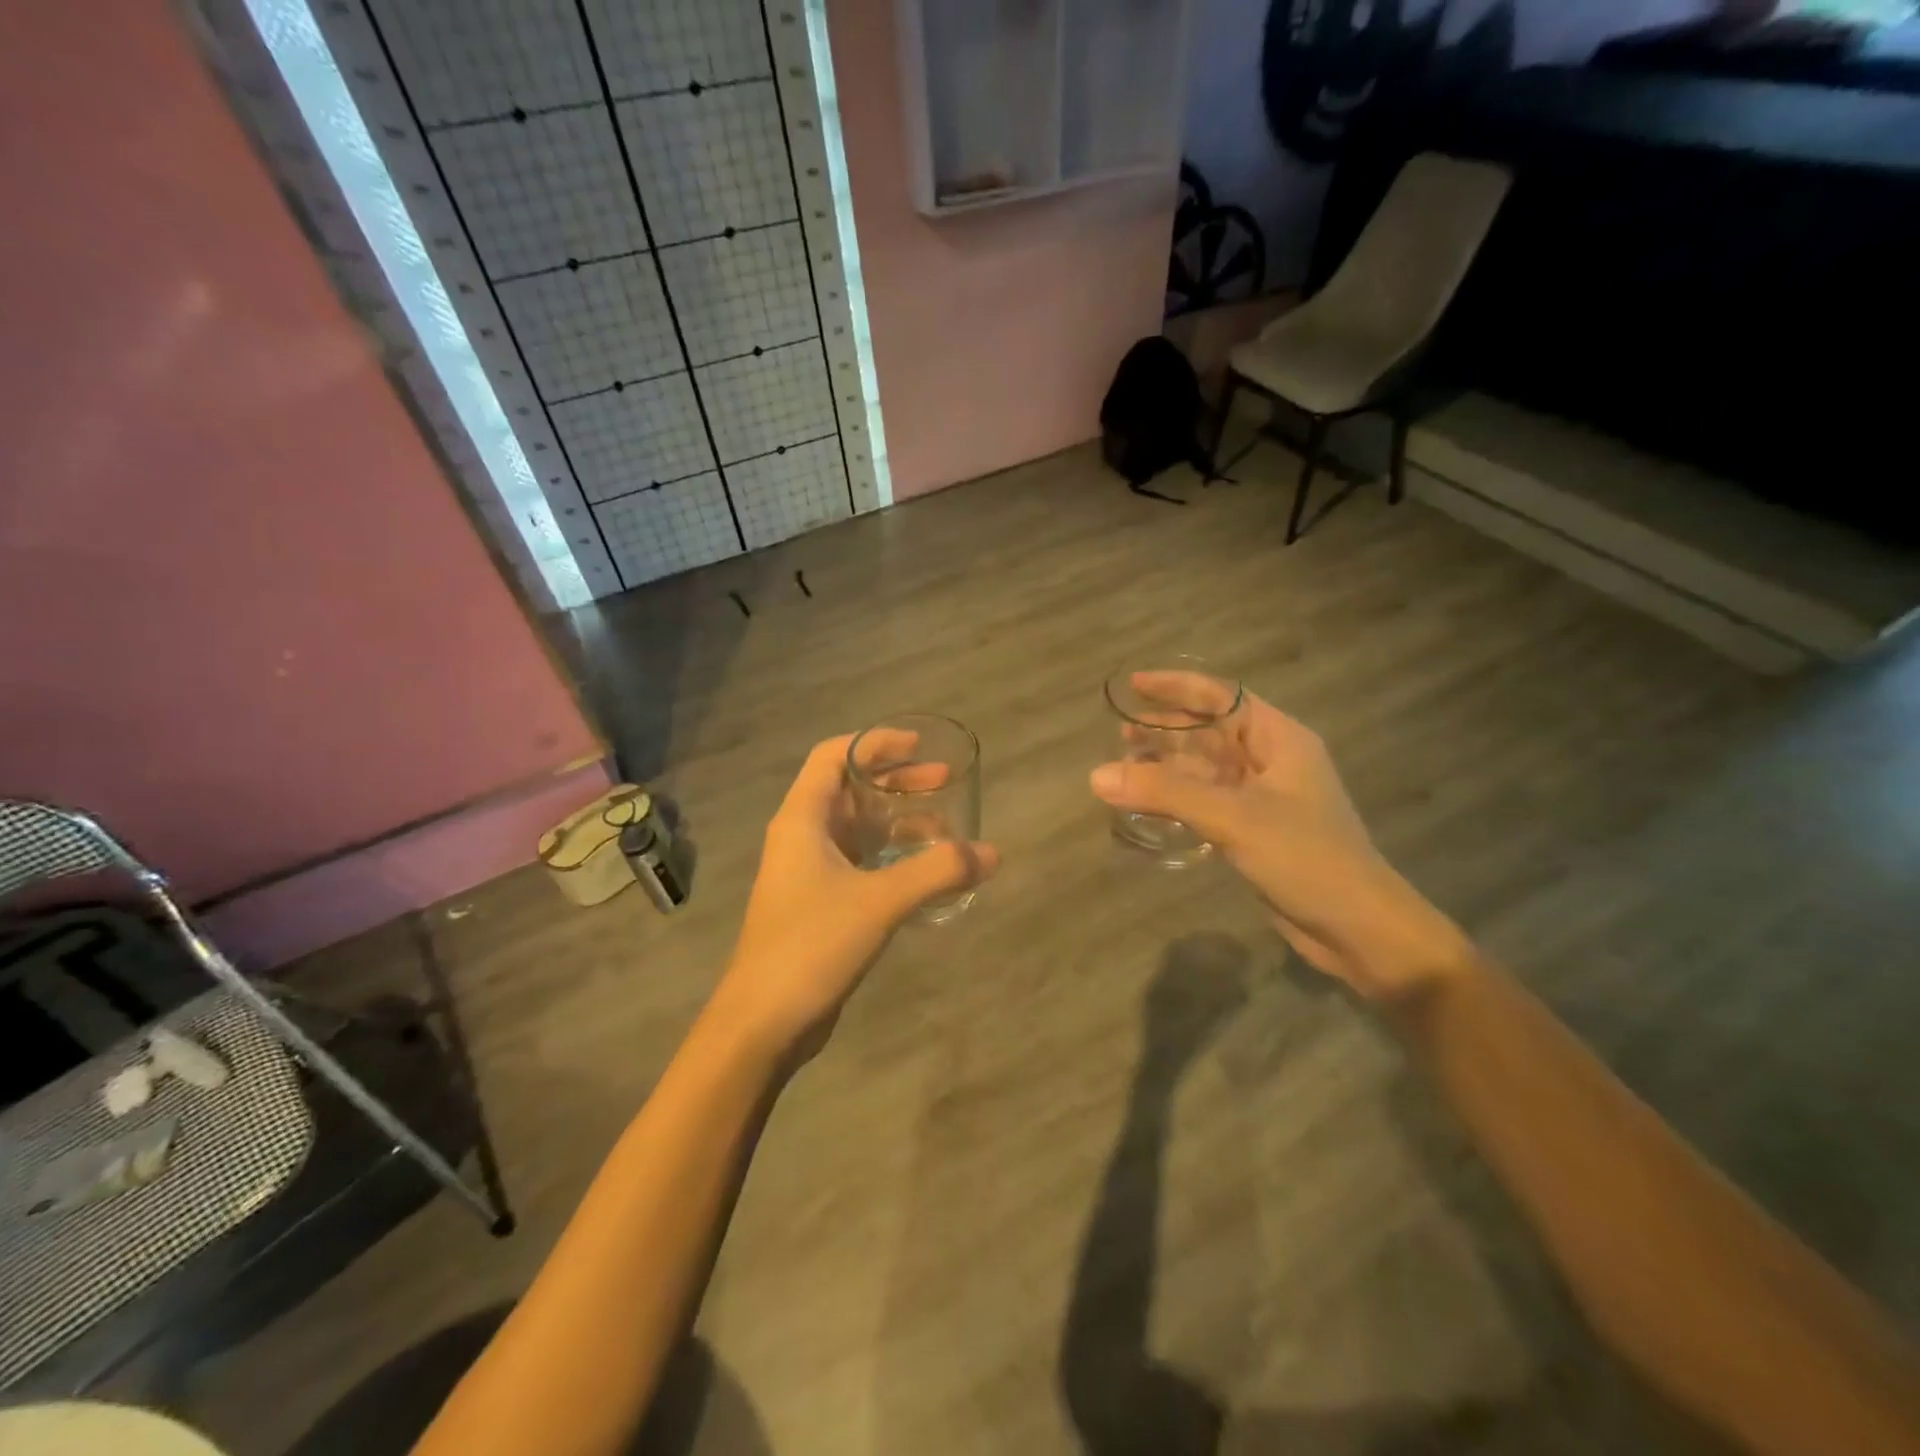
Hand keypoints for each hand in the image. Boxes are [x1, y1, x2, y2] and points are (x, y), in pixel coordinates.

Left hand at [707, 734, 998, 1060]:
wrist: (763, 1021)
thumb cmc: (811, 945)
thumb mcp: (880, 901)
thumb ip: (937, 872)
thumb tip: (991, 853)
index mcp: (802, 820)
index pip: (832, 757)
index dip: (874, 744)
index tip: (917, 745)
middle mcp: (802, 837)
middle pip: (850, 790)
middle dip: (896, 782)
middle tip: (944, 781)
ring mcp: (809, 873)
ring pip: (857, 830)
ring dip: (898, 822)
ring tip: (945, 827)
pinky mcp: (820, 904)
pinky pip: (860, 864)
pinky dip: (892, 858)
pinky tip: (925, 871)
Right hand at [1091, 675, 1467, 998]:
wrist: (1356, 927)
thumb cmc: (1305, 857)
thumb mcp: (1233, 817)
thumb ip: (1166, 792)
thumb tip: (1097, 775)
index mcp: (1279, 739)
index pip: (1221, 697)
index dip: (1177, 686)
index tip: (1134, 683)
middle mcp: (1271, 760)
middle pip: (1210, 731)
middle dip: (1165, 729)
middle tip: (1119, 733)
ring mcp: (1263, 797)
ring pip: (1206, 768)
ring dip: (1168, 765)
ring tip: (1124, 766)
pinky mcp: (1254, 830)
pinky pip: (1207, 801)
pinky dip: (1177, 798)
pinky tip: (1148, 804)